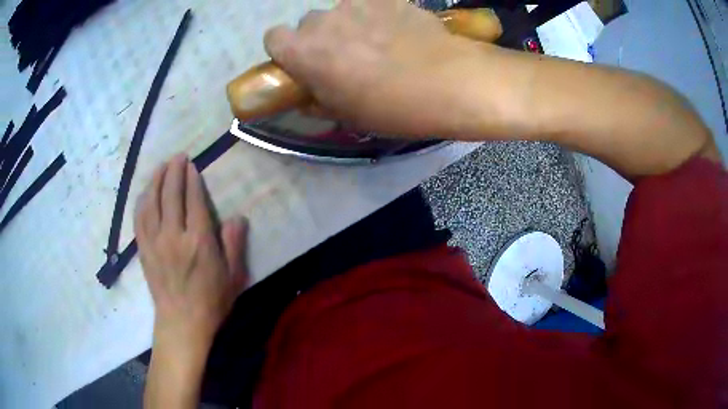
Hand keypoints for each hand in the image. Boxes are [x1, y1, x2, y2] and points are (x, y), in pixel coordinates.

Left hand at [135, 154, 247, 354]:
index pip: (193, 200)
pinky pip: (139, 218)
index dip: (192, 179)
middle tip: (177, 156)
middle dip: (173, 171)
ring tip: (160, 167)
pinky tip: (145, 192)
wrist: (182, 324)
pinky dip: (142, 201)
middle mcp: (174, 236)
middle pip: (170, 195)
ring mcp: (155, 242)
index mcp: (198, 241)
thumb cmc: (211, 301)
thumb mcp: (233, 276)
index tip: (191, 165)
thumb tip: (238, 218)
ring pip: (152, 202)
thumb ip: (234, 244)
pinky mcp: (143, 250)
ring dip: (155, 180)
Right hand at [264, 0, 485, 136]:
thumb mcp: (345, 115)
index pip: (273, 37)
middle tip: (348, 57)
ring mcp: (356, 4)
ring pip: (342, 12)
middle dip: (322, 38)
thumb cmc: (389, 106)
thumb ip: (317, 100)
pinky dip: (379, 15)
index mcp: (303, 51)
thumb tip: (310, 94)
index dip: (286, 50)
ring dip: (351, 25)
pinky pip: (373, 5)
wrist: (446, 81)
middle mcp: (322, 20)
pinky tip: (399, 32)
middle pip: (309, 24)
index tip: (303, 62)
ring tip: (380, 45)